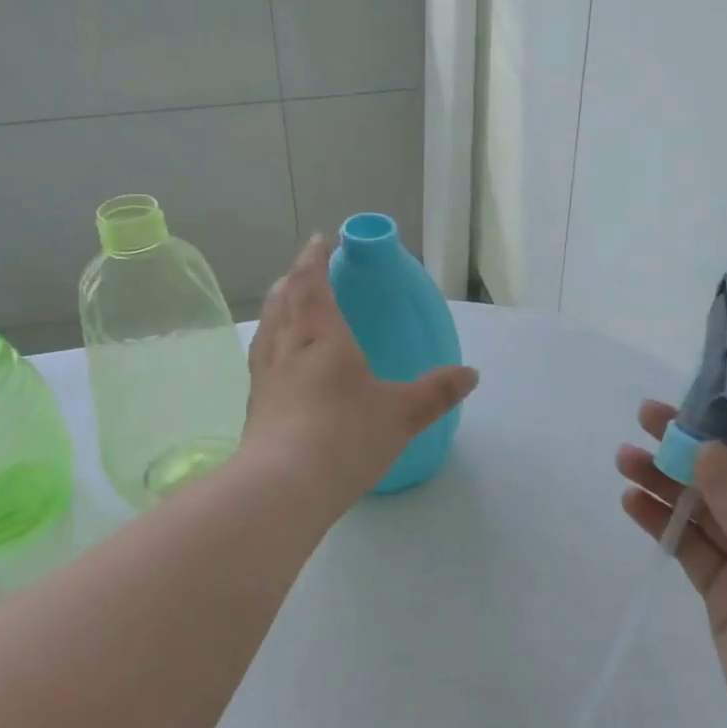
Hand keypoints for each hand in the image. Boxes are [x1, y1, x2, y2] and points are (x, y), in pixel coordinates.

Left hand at [244, 235, 478, 509]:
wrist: (283, 487)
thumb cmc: (345, 437)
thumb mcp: (401, 414)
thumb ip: (436, 393)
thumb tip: (471, 374)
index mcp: (321, 336)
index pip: (312, 283)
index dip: (314, 259)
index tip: (318, 240)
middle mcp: (286, 347)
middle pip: (282, 300)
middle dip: (294, 280)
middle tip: (306, 272)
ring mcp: (265, 377)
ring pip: (267, 328)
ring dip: (277, 308)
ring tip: (288, 307)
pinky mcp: (255, 406)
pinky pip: (261, 358)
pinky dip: (271, 344)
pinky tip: (281, 364)